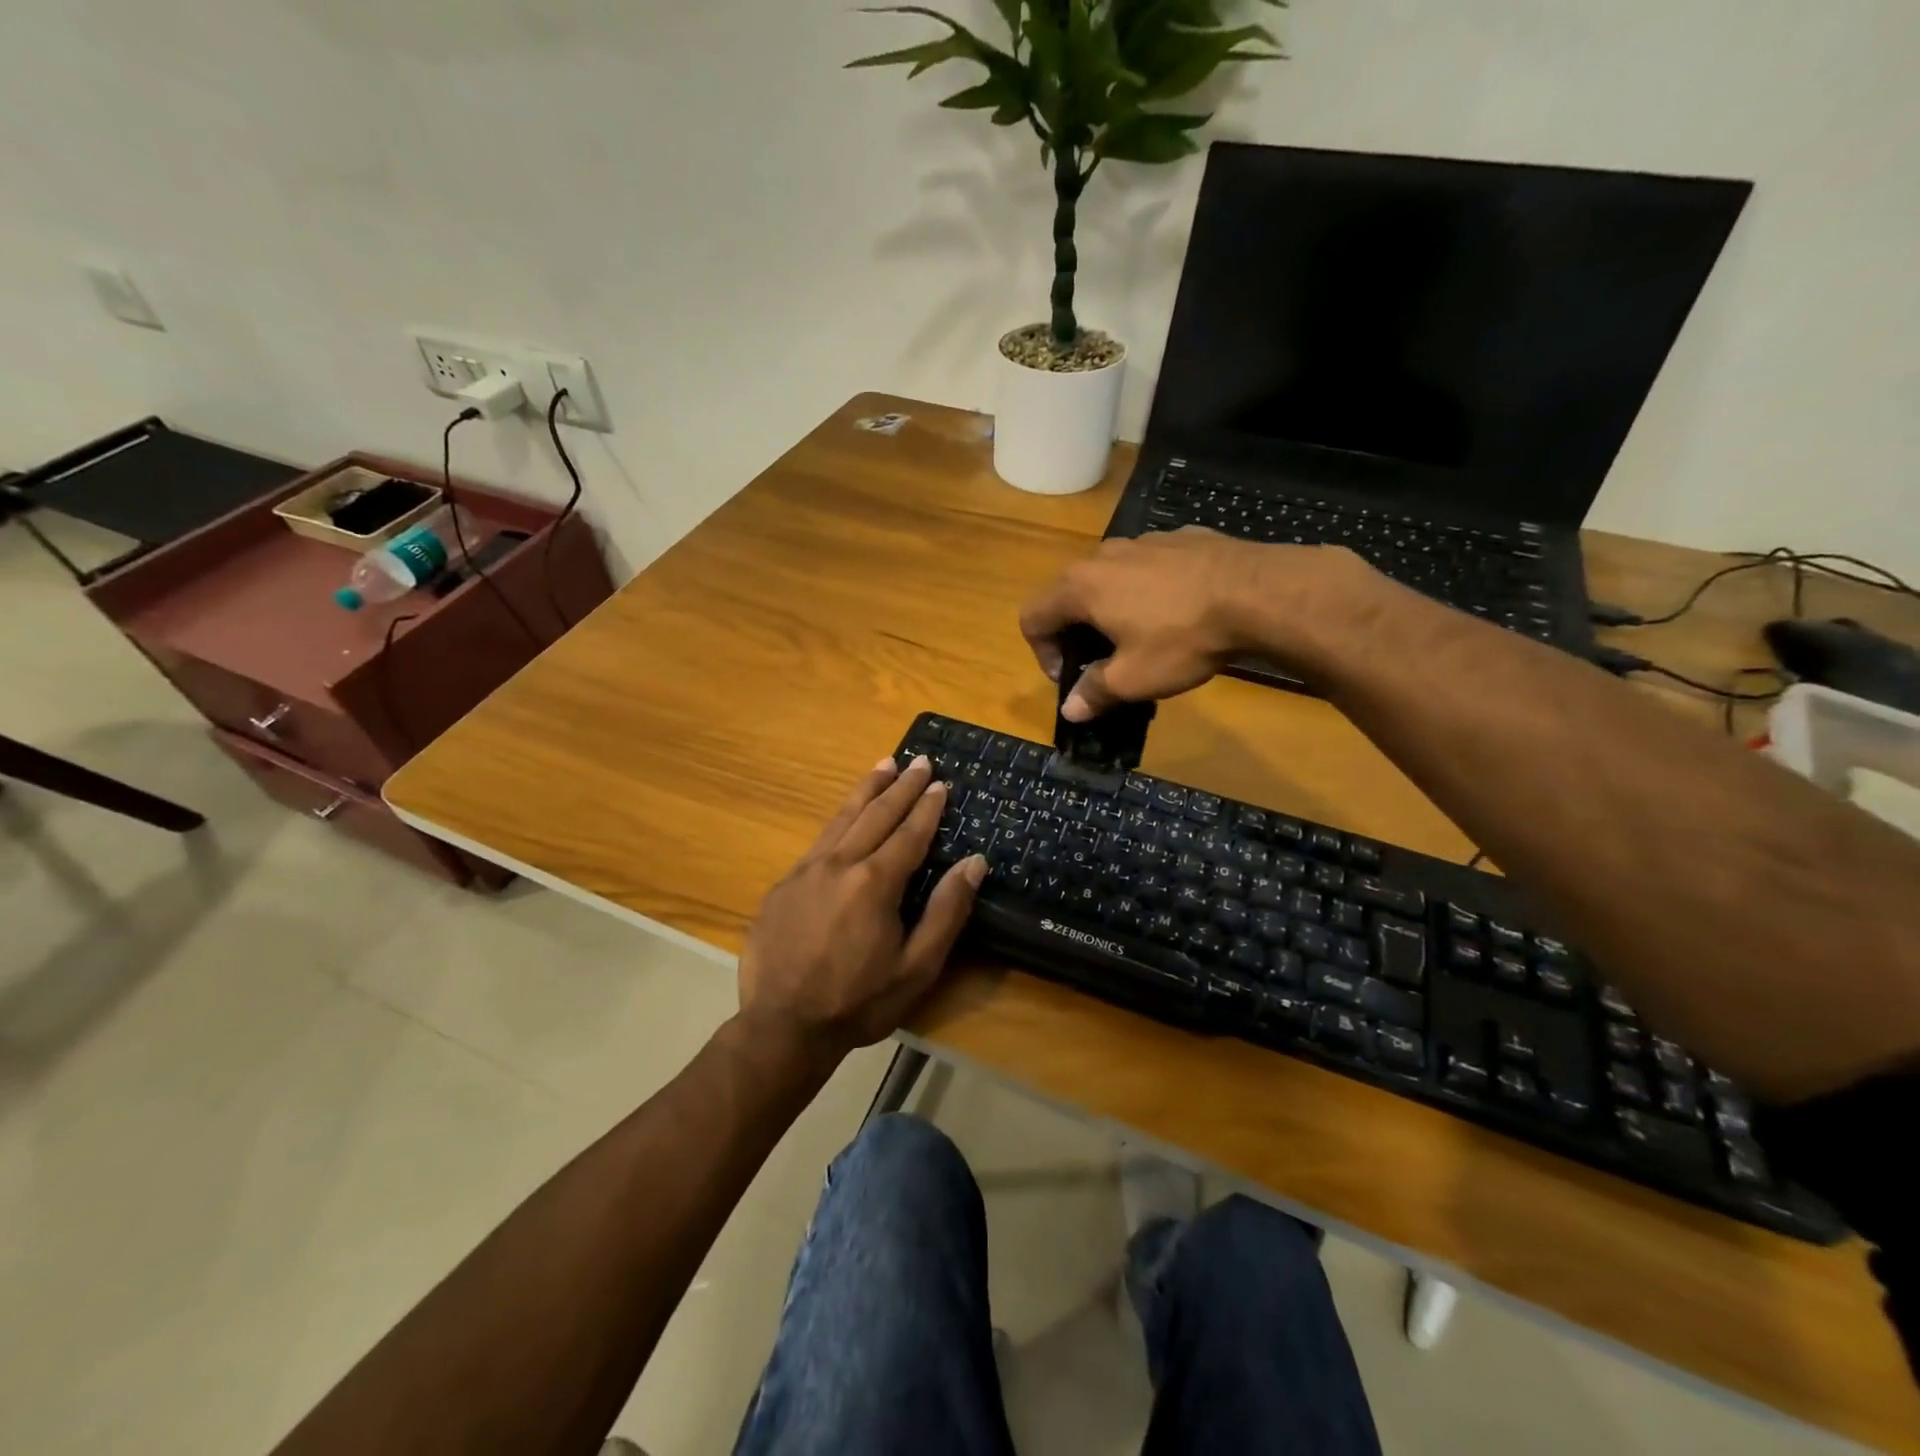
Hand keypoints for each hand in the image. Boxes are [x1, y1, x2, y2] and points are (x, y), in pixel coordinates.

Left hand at [737, 755, 985, 1060]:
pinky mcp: (783, 885)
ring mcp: (805, 871)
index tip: (940, 781)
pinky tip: (845, 815)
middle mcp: (839, 864)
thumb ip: (946, 911)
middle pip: (876, 814)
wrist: (782, 1027)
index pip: (909, 833)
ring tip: (883, 765)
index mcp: (875, 882)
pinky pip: (818, 840)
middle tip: (918, 760)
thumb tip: (973, 862)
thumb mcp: (916, 967)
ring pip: (842, 818)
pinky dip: (838, 818)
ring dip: (866, 789)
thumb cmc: (858, 1002)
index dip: (927, 806)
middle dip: (900, 786)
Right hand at [1020, 528, 1369, 719]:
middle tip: (1102, 662)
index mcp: (1080, 587)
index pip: (1033, 618)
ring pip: (1110, 577)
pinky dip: (1150, 590)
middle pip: (1069, 594)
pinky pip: (1150, 566)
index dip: (1042, 654)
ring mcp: (1145, 540)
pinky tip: (1181, 612)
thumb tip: (1070, 710)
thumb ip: (1094, 692)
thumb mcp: (1133, 678)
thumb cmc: (1182, 638)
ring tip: (1144, 636)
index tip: (1070, 678)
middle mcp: (1104, 555)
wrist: (1259, 593)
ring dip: (1112, 609)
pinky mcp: (1183, 537)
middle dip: (1076, 632)